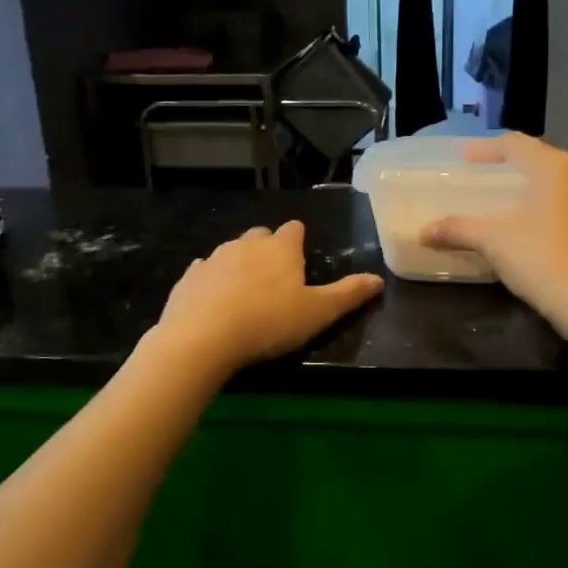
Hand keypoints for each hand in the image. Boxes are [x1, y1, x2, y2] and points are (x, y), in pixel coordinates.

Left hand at [152, 221, 383, 374]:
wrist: (202, 338)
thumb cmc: (269, 322)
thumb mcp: (318, 313)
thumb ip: (348, 294)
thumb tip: (379, 279)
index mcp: (280, 248)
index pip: (294, 229)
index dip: (299, 241)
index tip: (301, 261)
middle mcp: (246, 244)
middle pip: (261, 236)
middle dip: (268, 250)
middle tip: (276, 281)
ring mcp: (213, 258)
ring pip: (231, 252)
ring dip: (239, 265)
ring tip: (245, 295)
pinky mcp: (188, 277)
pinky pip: (204, 271)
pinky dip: (212, 281)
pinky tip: (214, 302)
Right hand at [420, 133, 567, 336]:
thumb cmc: (541, 258)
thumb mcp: (492, 241)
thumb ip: (457, 229)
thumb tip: (423, 233)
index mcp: (555, 167)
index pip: (515, 144)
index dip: (485, 148)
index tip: (463, 158)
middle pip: (538, 159)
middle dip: (508, 166)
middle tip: (481, 175)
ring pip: (554, 182)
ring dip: (527, 186)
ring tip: (502, 200)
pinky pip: (565, 203)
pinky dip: (542, 205)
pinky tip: (526, 224)